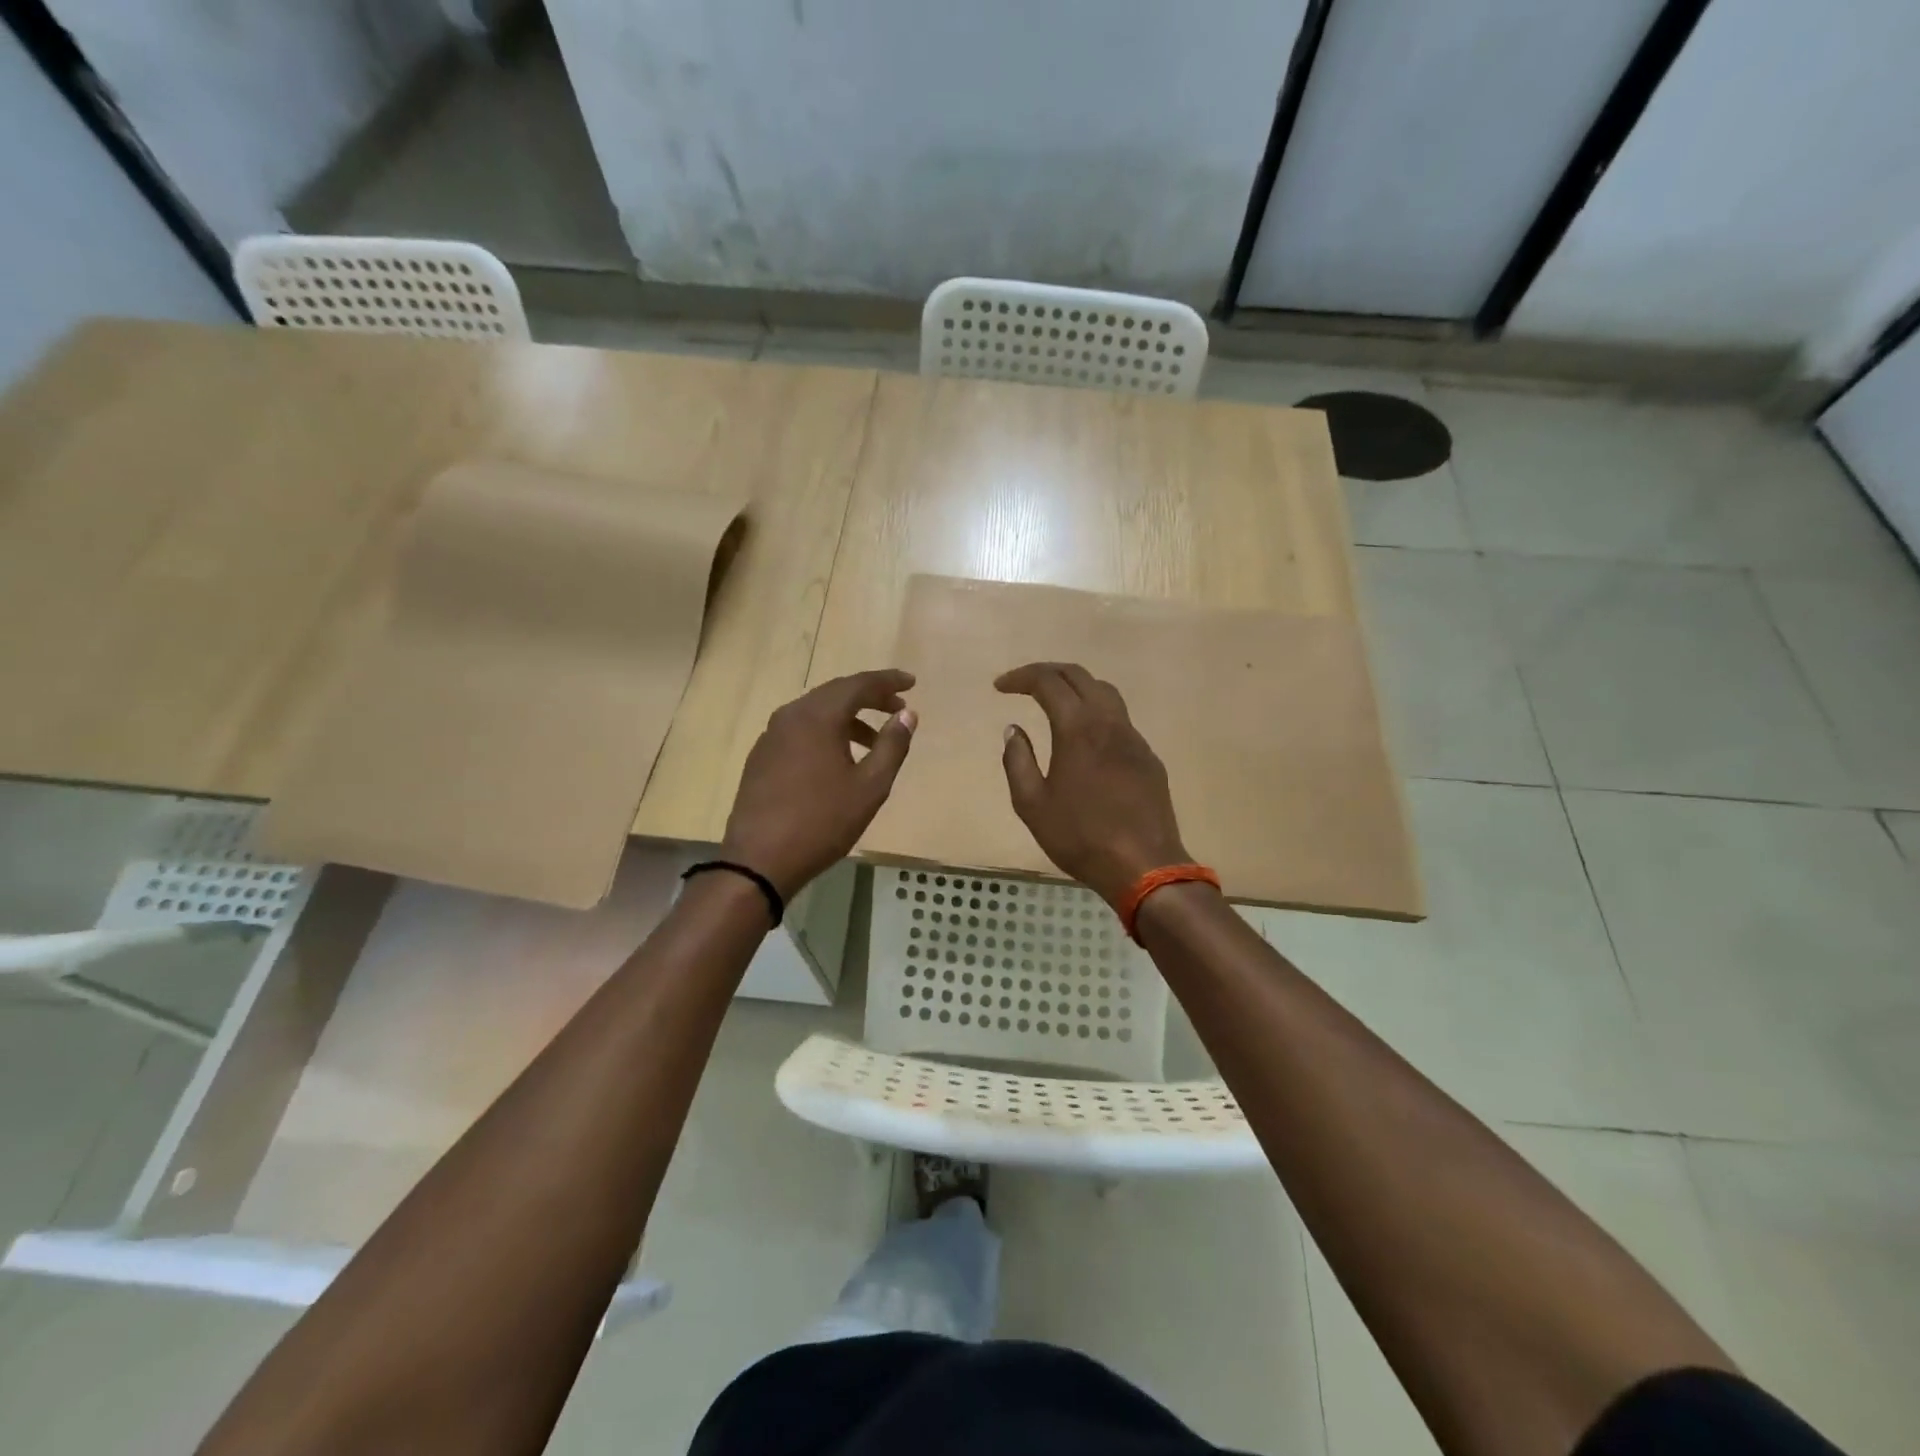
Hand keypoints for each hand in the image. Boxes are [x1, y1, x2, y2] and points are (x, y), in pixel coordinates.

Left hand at [720, 670, 917, 898]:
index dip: (887, 681)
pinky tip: (838, 758)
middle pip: (835, 693)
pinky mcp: (761, 757)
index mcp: (818, 717)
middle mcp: (790, 716)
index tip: (911, 682)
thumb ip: (892, 745)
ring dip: (847, 718)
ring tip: (873, 740)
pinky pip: (800, 731)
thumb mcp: (870, 787)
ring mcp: (771, 736)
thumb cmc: (822, 822)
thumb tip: (907, 714)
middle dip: (868, 696)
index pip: (858, 685)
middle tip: (896, 707)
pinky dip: (825, 732)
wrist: (760, 860)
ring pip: (816, 713)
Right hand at [997, 662, 1189, 908]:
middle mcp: (1109, 722)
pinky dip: (1096, 712)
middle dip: (1048, 672)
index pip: (1048, 682)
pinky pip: (1120, 719)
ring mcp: (1134, 738)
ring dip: (1076, 687)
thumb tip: (1013, 730)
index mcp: (1078, 729)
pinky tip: (1085, 738)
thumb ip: (1018, 761)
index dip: (1021, 678)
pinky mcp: (1148, 757)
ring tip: (1055, 701)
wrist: (1144, 865)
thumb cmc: (1080, 836)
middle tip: (1024, 684)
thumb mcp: (1032, 804)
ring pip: (1105, 692)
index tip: (1000, 687)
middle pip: (1080, 676)